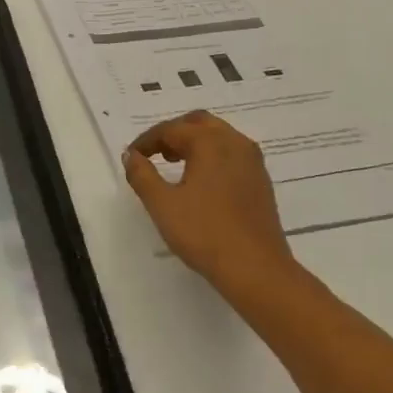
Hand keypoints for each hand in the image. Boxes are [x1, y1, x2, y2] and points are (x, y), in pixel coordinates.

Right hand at [124, 111, 296, 287]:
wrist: (256, 269)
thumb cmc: (204, 233)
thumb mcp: (162, 204)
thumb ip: (142, 174)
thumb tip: (131, 155)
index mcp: (210, 142)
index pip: (171, 129)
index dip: (147, 141)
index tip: (132, 157)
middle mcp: (235, 143)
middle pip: (199, 122)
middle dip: (173, 133)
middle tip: (154, 152)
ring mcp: (252, 162)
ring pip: (219, 136)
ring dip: (194, 142)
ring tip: (174, 164)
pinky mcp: (261, 181)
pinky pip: (232, 153)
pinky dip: (212, 155)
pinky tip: (201, 181)